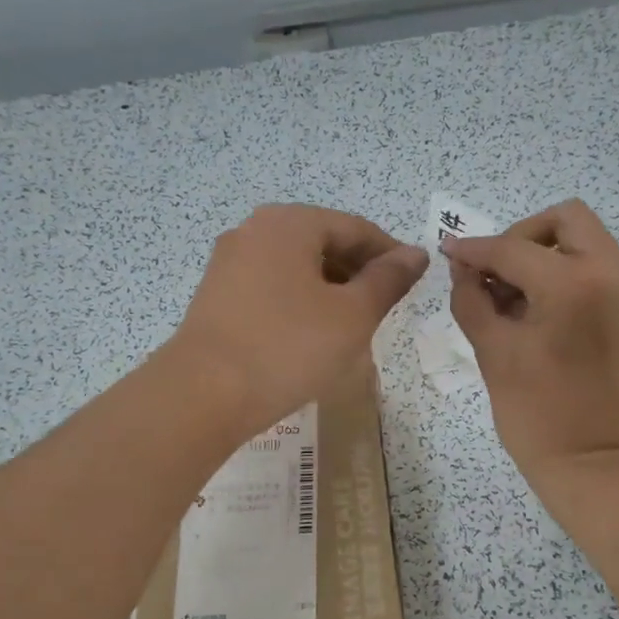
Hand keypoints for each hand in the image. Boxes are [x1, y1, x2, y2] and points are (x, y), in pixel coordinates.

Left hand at [167, 204, 427, 436]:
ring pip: (296, 267)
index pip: (355, 228)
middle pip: (322, 242)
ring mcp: (229, 263)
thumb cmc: (288, 347)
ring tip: (352, 326)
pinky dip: (299, 302)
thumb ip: (388, 280)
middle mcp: (254, 231)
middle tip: (384, 307)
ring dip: (330, 290)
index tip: (413, 282)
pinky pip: (271, 287)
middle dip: (358, 272)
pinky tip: (311, 335)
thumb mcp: (352, 315)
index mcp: (289, 223)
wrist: (202, 394)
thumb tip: (415, 254)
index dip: (389, 254)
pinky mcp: (216, 295)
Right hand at [443, 200, 618, 490]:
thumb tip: (462, 267)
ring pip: (585, 240)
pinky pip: (598, 267)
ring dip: (544, 254)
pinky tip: (539, 308)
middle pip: (565, 219)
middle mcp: (614, 272)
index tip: (449, 252)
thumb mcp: (493, 352)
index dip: (475, 249)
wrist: (598, 466)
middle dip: (521, 238)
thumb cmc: (537, 416)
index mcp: (575, 284)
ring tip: (513, 296)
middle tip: (494, 274)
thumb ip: (472, 299)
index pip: (513, 248)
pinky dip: (566, 272)